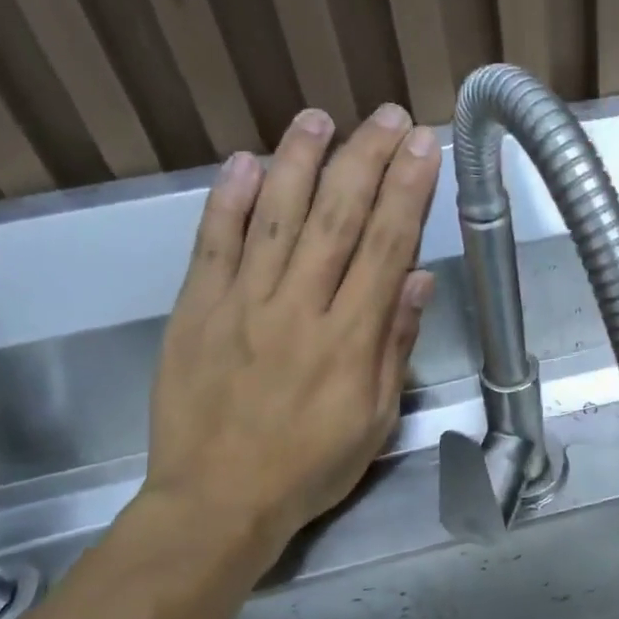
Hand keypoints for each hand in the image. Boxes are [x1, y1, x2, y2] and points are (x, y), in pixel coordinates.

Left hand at [140, 104, 440, 575]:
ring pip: (276, 218)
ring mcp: (241, 304)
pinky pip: (213, 244)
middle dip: (366, 161)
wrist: (216, 501)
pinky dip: (229, 200)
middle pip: (337, 219)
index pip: (386, 248)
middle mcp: (298, 309)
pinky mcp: (195, 309)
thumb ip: (395, 346)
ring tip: (320, 119)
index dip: (408, 192)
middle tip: (386, 117)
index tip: (423, 147)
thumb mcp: (375, 420)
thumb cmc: (309, 467)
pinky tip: (247, 162)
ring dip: (300, 163)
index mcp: (349, 340)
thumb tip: (417, 279)